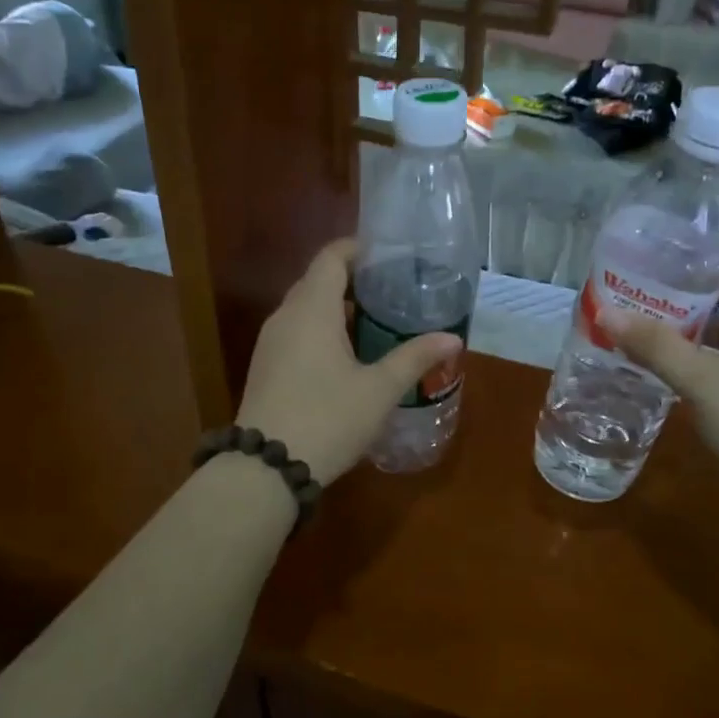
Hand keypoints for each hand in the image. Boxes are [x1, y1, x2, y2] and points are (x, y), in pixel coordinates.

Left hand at [235, 240, 461, 485]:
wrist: (266, 468)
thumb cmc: (327, 418)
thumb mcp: (379, 390)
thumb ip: (414, 358)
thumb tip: (452, 338)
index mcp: (312, 309)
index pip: (331, 257)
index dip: (358, 250)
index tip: (389, 258)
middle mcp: (285, 317)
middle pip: (317, 281)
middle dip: (352, 280)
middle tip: (391, 292)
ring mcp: (270, 344)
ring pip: (305, 309)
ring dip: (336, 308)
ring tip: (375, 323)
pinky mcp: (265, 368)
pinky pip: (296, 333)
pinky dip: (321, 331)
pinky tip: (346, 357)